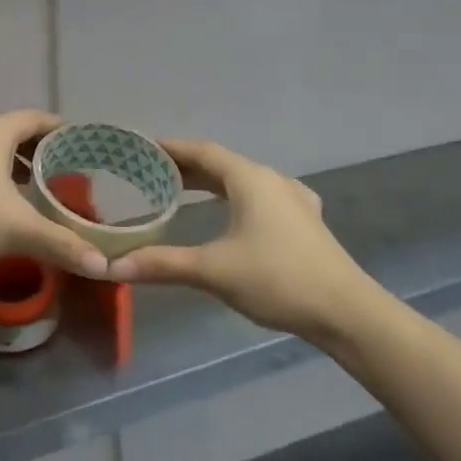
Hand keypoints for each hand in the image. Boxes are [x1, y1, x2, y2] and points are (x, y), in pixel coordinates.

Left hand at [0, 110, 108, 277]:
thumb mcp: (20, 228)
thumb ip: (62, 243)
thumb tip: (103, 265)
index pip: (36, 118)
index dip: (59, 128)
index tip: (79, 142)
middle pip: (12, 131)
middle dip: (37, 149)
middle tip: (61, 169)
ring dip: (11, 164)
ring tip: (32, 187)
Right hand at [115, 139, 382, 340]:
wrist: (346, 312)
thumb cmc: (278, 279)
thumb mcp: (213, 270)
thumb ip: (163, 264)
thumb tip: (114, 266)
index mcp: (250, 179)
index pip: (202, 150)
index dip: (171, 148)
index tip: (142, 150)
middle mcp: (272, 180)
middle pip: (222, 163)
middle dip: (187, 166)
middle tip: (152, 174)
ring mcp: (293, 199)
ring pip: (243, 179)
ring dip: (212, 181)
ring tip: (183, 190)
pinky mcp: (305, 221)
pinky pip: (261, 196)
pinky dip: (236, 197)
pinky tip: (236, 211)